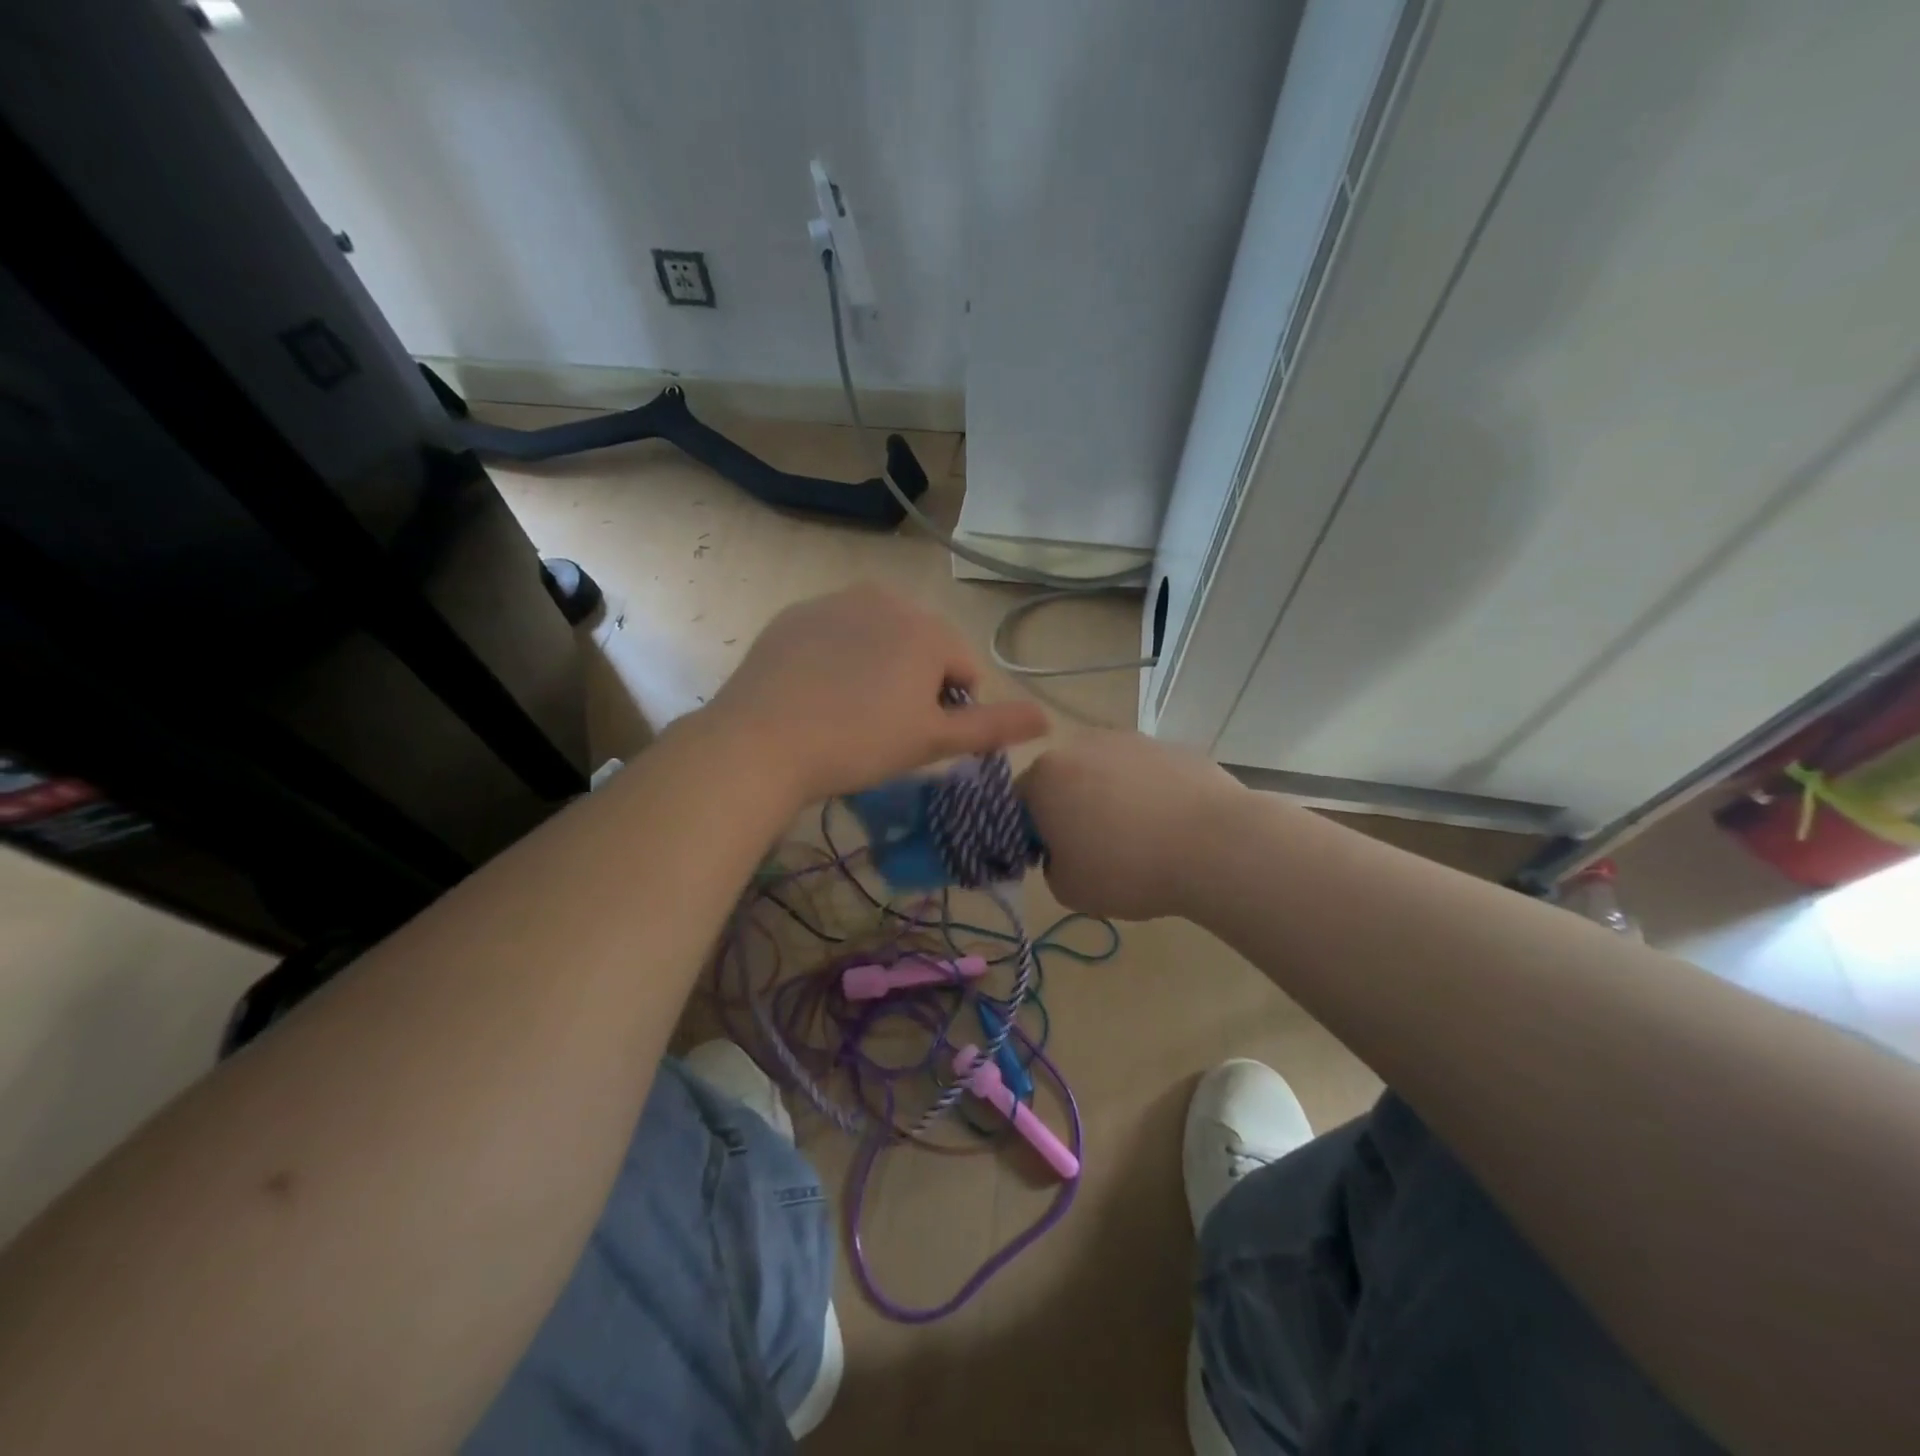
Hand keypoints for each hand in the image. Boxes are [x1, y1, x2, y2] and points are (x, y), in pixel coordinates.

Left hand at [707, 584, 1049, 805]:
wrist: (762, 741)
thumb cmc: (859, 743)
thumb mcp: (932, 741)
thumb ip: (993, 726)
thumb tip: (1048, 719)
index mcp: (928, 629)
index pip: (964, 670)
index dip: (949, 709)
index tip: (917, 737)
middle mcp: (887, 599)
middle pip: (923, 646)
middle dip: (916, 682)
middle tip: (884, 726)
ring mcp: (836, 601)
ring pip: (880, 637)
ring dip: (879, 667)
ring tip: (849, 710)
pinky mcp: (796, 614)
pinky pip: (837, 633)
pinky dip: (838, 657)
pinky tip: (817, 692)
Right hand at [1018, 730, 1244, 920]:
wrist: (1215, 845)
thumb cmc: (1127, 868)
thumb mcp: (1068, 889)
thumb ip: (1051, 867)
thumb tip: (1065, 851)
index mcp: (1046, 775)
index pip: (1018, 802)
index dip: (1031, 833)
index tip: (1054, 858)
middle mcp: (1082, 745)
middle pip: (1063, 779)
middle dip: (1071, 809)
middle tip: (1094, 850)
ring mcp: (1131, 740)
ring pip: (1106, 773)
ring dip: (1111, 799)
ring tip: (1139, 839)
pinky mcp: (1172, 746)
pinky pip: (1146, 774)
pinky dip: (1149, 795)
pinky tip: (1170, 827)